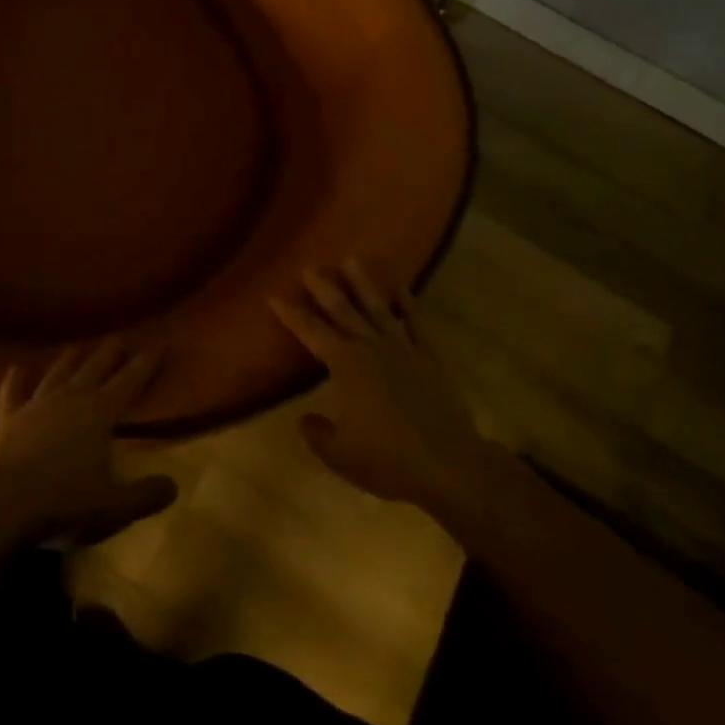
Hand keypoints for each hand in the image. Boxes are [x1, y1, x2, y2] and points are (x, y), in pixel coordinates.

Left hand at [0, 340, 177, 545]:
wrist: (4, 504)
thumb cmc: (65, 503)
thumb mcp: (115, 507)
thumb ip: (146, 495)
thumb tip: (173, 486)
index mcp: (99, 413)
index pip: (130, 381)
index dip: (146, 363)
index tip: (159, 343)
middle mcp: (70, 398)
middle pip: (95, 367)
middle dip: (110, 352)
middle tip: (121, 337)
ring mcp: (37, 405)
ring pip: (58, 373)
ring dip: (71, 359)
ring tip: (80, 346)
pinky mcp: (9, 419)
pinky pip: (13, 393)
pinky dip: (15, 380)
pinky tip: (16, 369)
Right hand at [273, 259, 495, 512]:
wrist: (449, 465)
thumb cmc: (387, 459)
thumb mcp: (340, 455)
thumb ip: (317, 434)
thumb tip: (305, 419)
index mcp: (344, 364)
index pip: (310, 331)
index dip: (291, 314)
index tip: (275, 296)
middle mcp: (369, 346)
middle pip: (342, 309)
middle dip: (323, 287)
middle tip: (310, 267)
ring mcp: (402, 347)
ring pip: (377, 306)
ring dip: (363, 282)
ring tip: (352, 259)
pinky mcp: (429, 355)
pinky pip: (415, 320)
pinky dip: (406, 301)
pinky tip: (400, 286)